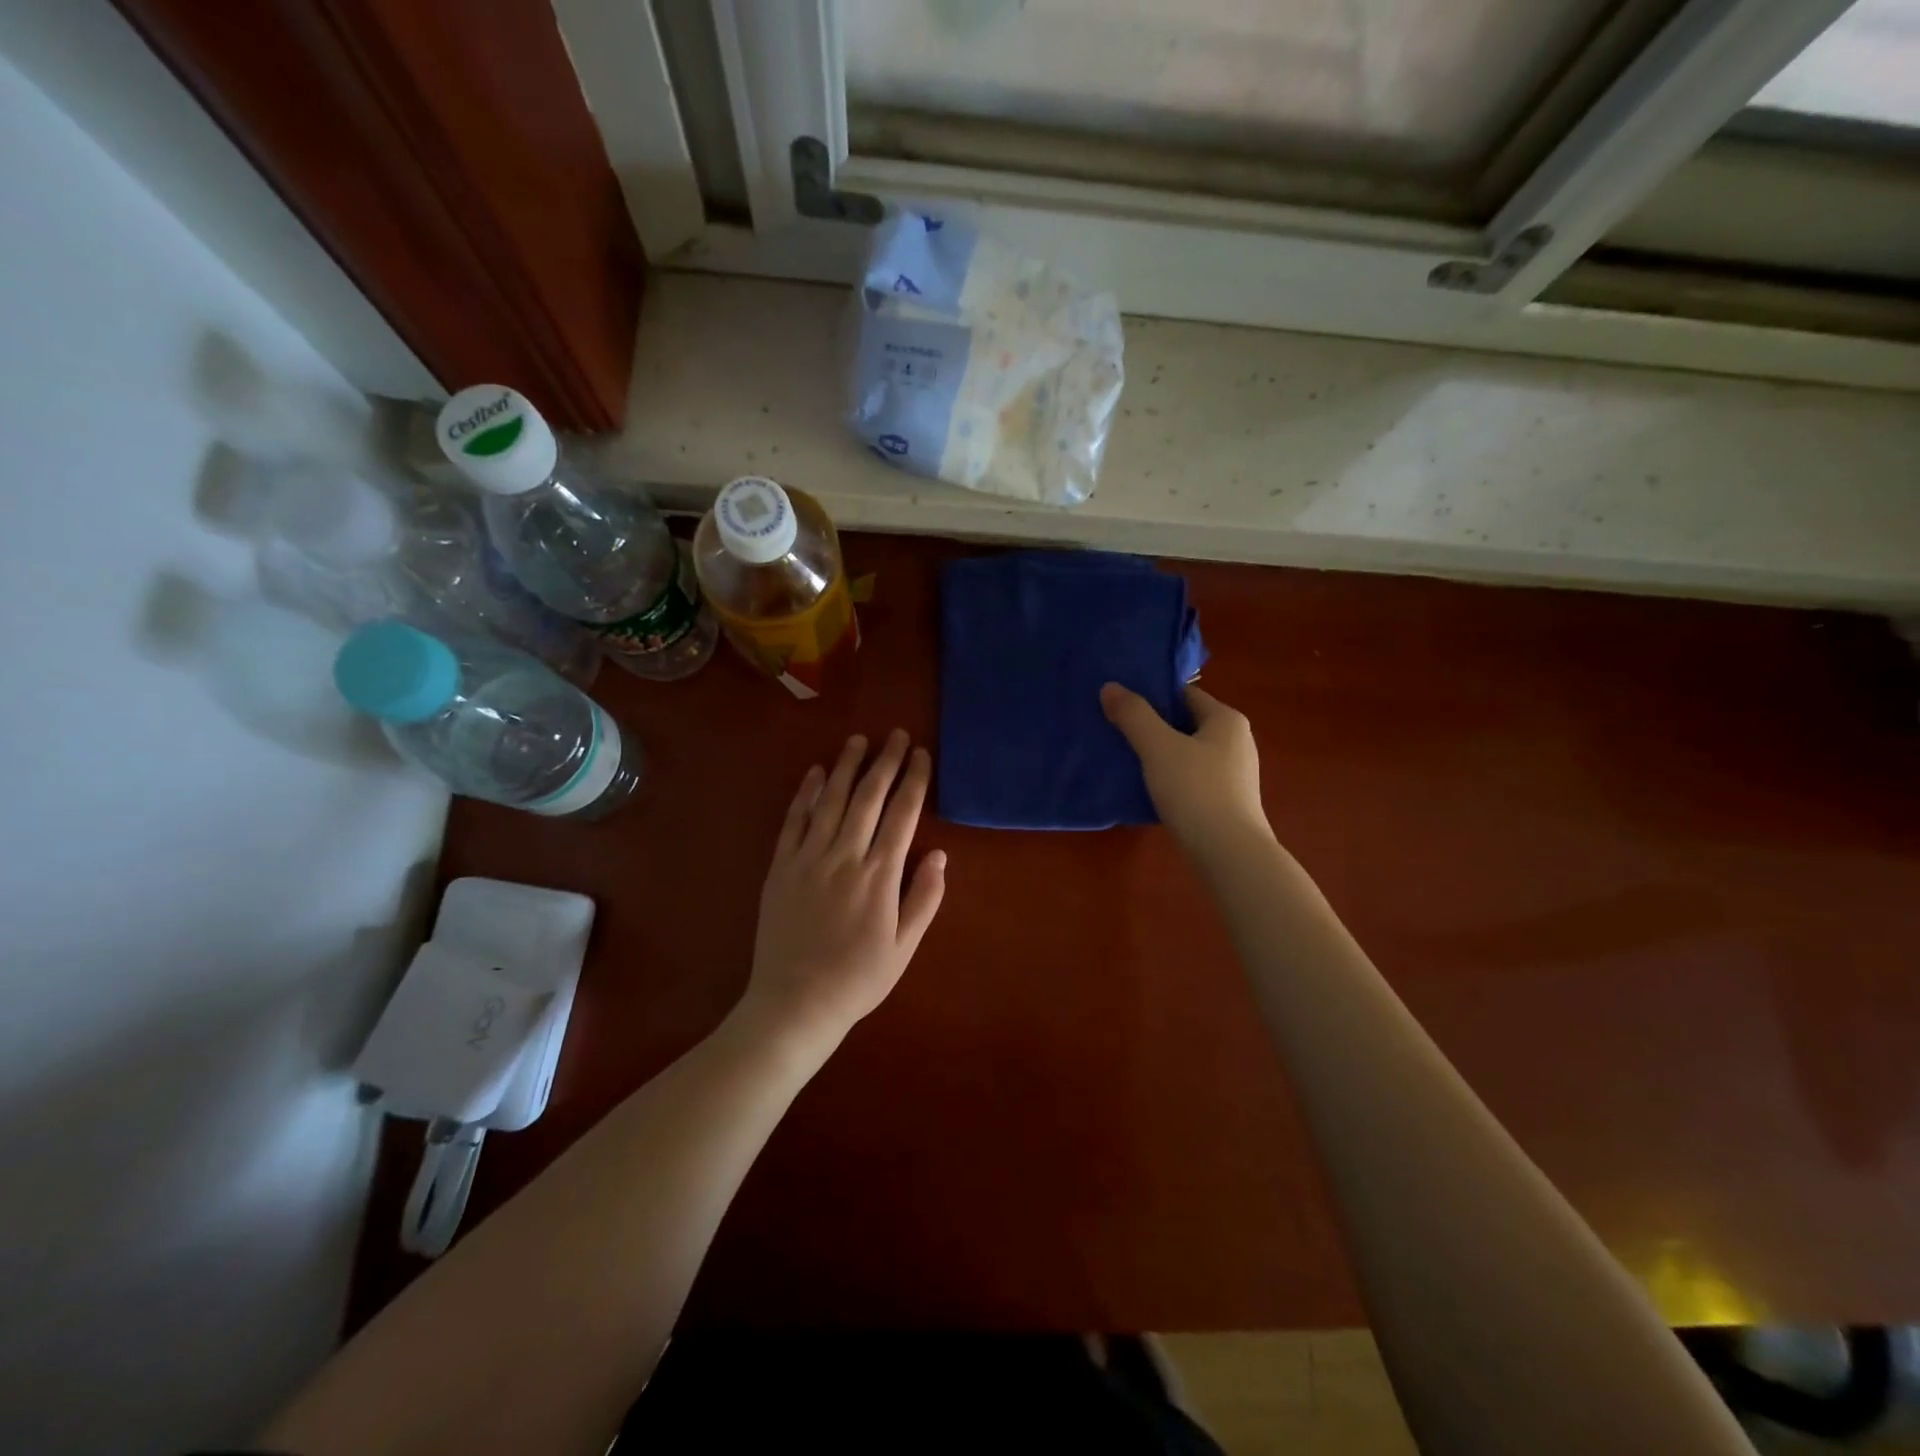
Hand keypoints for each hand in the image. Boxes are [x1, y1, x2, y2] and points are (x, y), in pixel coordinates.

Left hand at [740, 730, 945, 1051]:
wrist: (795, 1003)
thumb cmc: (858, 978)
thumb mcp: (904, 947)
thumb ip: (924, 898)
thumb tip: (939, 854)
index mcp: (879, 875)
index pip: (902, 814)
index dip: (913, 780)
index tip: (921, 754)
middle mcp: (844, 856)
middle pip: (868, 797)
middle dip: (885, 762)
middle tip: (895, 735)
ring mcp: (808, 858)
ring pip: (831, 800)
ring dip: (846, 767)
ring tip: (858, 740)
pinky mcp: (781, 866)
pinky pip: (794, 821)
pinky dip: (806, 793)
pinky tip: (816, 773)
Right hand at [1101, 682, 1272, 863]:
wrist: (1229, 854)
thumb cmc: (1196, 791)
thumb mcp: (1158, 748)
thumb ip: (1133, 715)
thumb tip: (1110, 687)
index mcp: (1226, 720)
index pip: (1184, 694)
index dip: (1151, 695)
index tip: (1119, 703)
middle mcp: (1236, 741)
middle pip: (1185, 723)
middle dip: (1151, 726)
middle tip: (1114, 730)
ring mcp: (1234, 774)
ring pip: (1187, 753)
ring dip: (1158, 754)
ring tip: (1124, 759)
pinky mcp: (1227, 801)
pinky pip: (1191, 778)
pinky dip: (1169, 778)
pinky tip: (1146, 789)